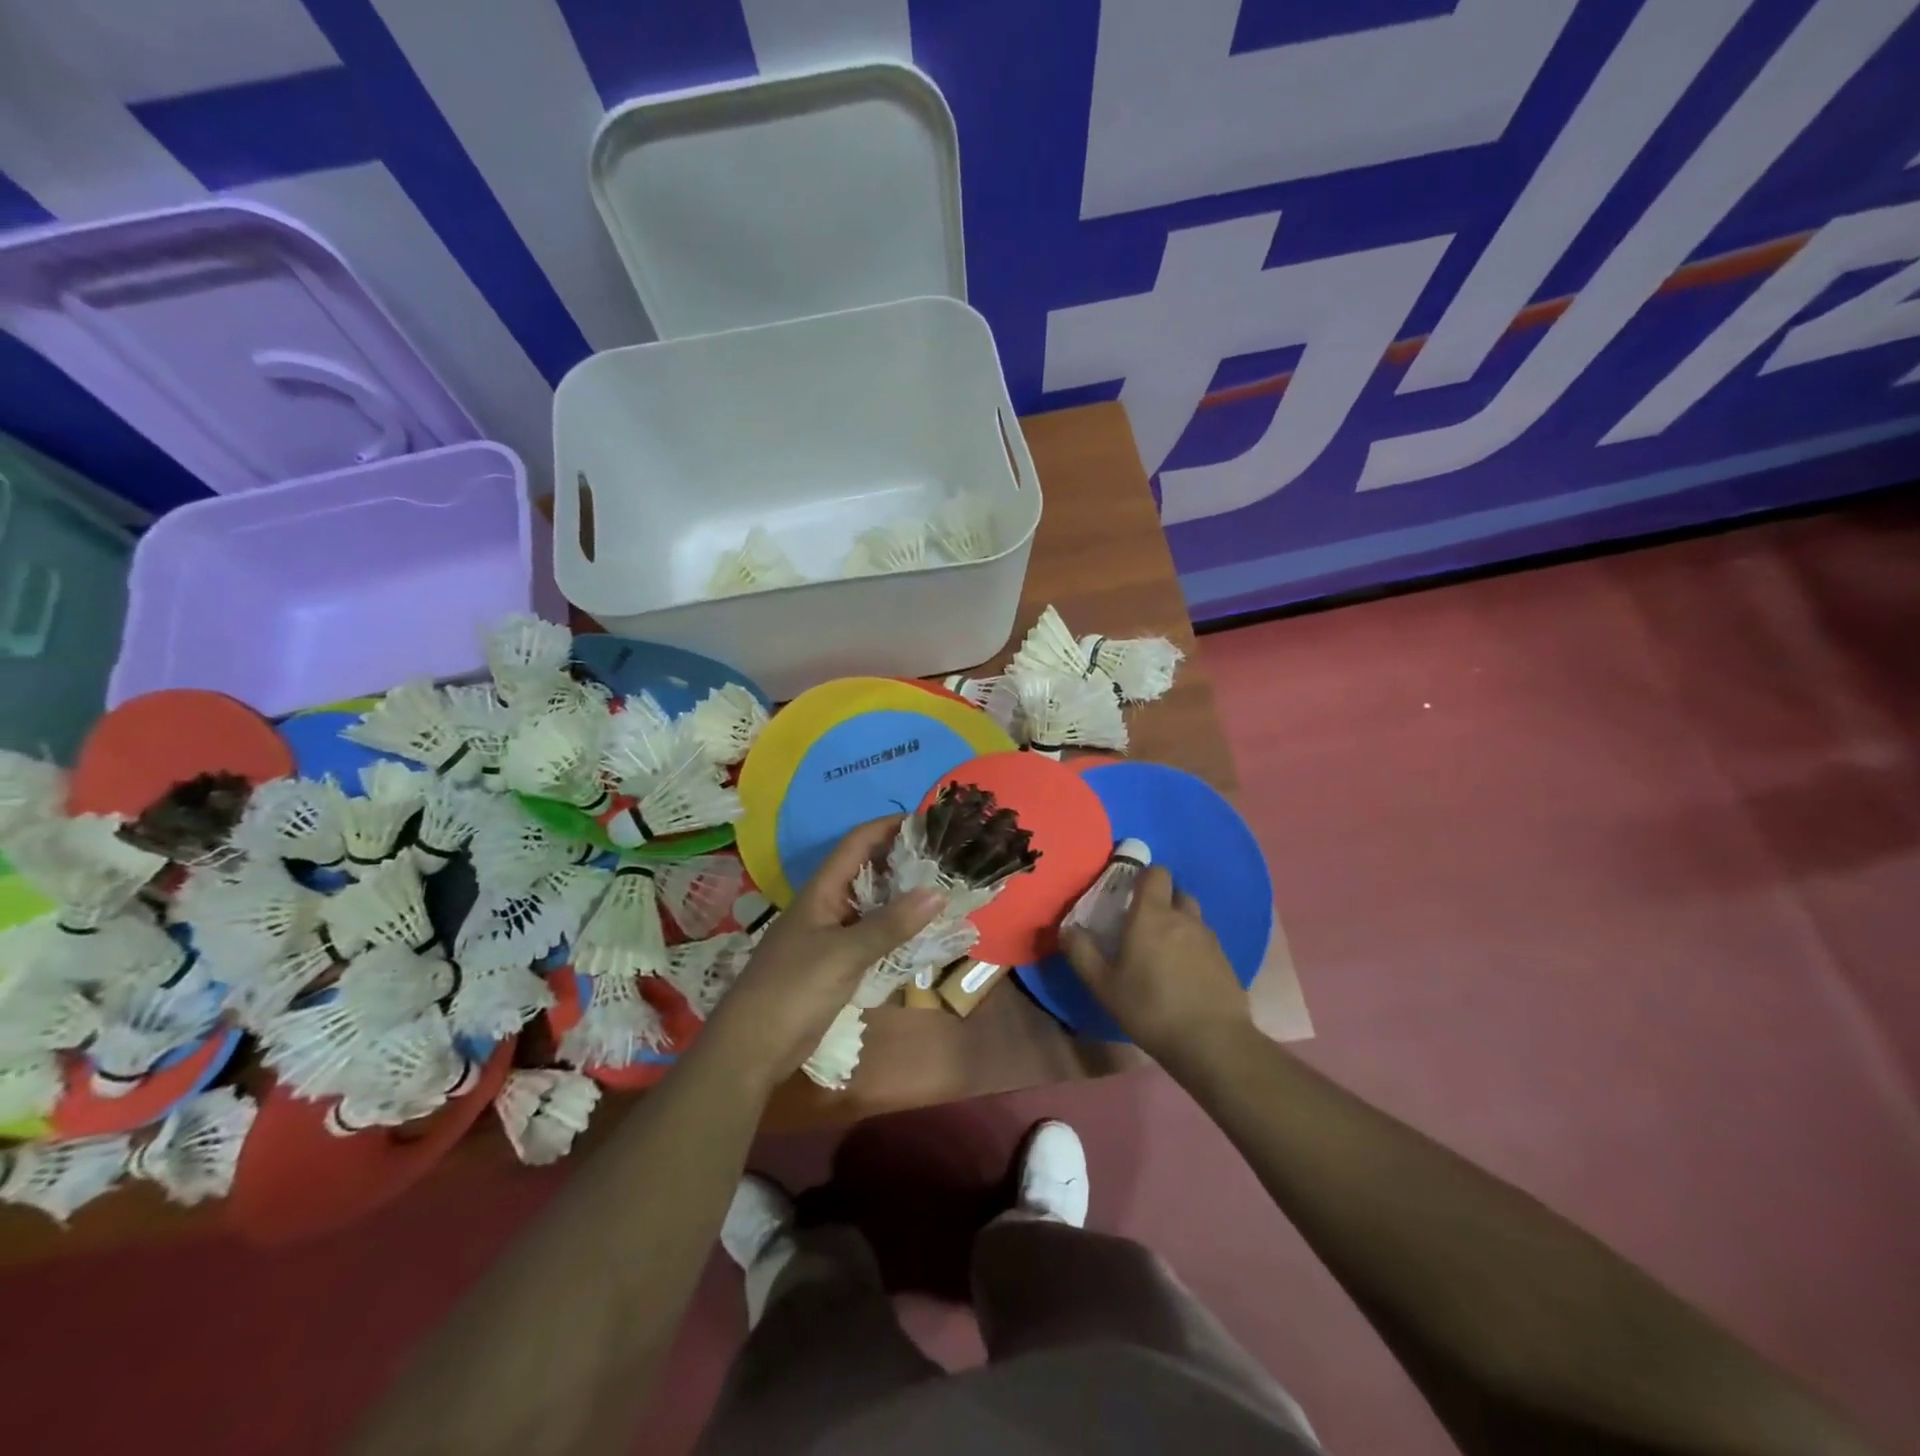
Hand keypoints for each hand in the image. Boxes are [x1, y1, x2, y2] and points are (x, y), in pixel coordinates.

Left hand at [703, 818, 940, 1088]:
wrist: (752, 1048)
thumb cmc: (793, 989)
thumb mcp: (845, 954)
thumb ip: (891, 924)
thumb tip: (938, 892)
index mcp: (821, 891)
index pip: (857, 843)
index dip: (888, 826)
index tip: (927, 821)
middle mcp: (826, 905)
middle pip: (866, 870)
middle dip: (902, 860)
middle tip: (945, 858)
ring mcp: (829, 935)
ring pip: (871, 905)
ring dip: (902, 897)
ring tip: (942, 890)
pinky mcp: (834, 964)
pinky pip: (870, 936)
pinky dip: (895, 930)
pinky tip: (920, 934)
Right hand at [1059, 865, 1251, 1064]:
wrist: (1212, 1042)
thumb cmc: (1150, 1007)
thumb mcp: (1103, 985)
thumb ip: (1081, 953)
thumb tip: (1066, 928)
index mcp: (1152, 914)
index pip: (1156, 873)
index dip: (1143, 876)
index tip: (1128, 893)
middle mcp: (1184, 918)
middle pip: (1176, 891)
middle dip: (1161, 900)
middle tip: (1142, 924)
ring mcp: (1209, 938)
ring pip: (1192, 917)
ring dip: (1179, 923)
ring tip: (1163, 950)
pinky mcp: (1226, 961)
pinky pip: (1206, 941)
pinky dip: (1194, 947)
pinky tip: (1184, 974)